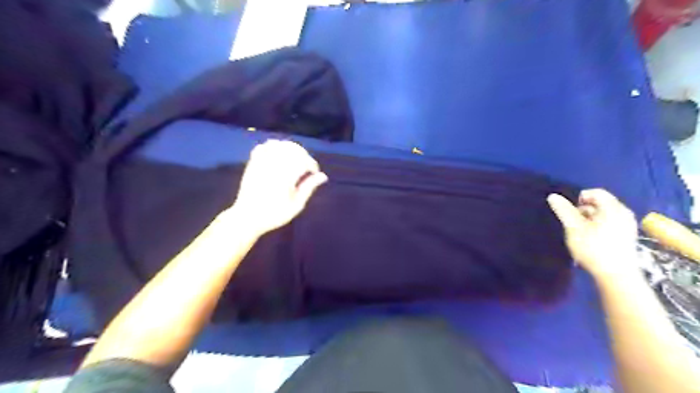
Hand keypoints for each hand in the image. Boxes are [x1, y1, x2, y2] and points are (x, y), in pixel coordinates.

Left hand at [230, 141, 328, 239]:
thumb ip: (309, 188)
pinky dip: (273, 147)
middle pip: (293, 150)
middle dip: (303, 155)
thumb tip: (322, 176)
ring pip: (279, 145)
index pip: (304, 161)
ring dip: (290, 149)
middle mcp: (273, 166)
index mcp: (285, 177)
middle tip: (306, 167)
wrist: (247, 217)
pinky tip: (278, 154)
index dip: (312, 165)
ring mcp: (261, 163)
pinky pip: (264, 147)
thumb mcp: (296, 205)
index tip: (314, 173)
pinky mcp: (253, 163)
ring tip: (295, 159)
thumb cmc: (274, 214)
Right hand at [546, 189, 637, 279]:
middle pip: (601, 203)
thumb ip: (564, 210)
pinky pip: (610, 223)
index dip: (579, 198)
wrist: (616, 275)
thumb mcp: (573, 228)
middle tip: (573, 223)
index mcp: (613, 208)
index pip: (596, 193)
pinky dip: (598, 226)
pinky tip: (592, 239)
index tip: (570, 211)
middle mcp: (624, 213)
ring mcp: (628, 225)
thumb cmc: (593, 248)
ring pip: (605, 214)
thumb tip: (553, 196)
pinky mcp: (627, 236)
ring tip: (581, 232)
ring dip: (590, 219)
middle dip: (584, 210)